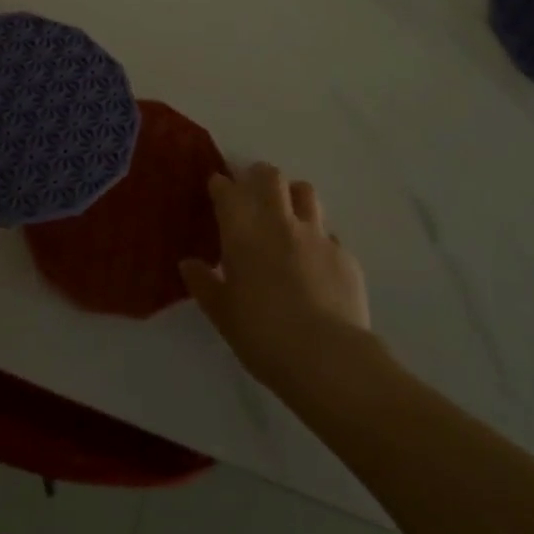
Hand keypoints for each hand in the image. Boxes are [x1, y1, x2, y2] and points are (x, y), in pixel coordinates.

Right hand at [181, 163, 371, 392]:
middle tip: (253, 192)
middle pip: (270, 176)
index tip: (216, 189)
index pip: (227, 190)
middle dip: (258, 176)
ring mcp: (316, 235)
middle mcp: (279, 222)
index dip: (220, 185)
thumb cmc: (262, 334)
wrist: (327, 357)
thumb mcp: (221, 313)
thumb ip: (203, 283)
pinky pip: (329, 235)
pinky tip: (316, 263)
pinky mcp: (345, 255)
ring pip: (306, 193)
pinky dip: (318, 240)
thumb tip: (188, 264)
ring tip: (288, 215)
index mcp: (242, 231)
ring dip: (293, 196)